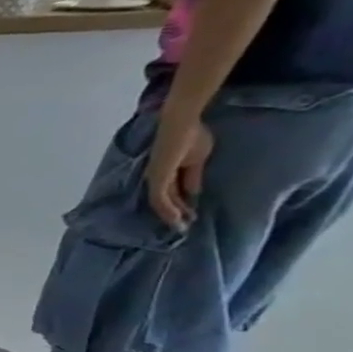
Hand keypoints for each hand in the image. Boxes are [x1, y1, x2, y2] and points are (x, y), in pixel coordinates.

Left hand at [144, 110, 214, 228]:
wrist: (182, 123)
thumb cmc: (191, 136)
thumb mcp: (197, 160)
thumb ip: (192, 177)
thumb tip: (193, 193)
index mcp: (166, 173)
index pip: (171, 194)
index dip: (181, 205)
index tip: (190, 217)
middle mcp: (156, 177)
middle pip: (164, 201)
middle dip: (175, 214)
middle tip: (184, 228)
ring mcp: (155, 177)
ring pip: (160, 203)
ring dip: (171, 216)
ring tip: (180, 227)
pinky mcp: (156, 177)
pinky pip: (159, 197)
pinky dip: (167, 209)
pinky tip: (175, 219)